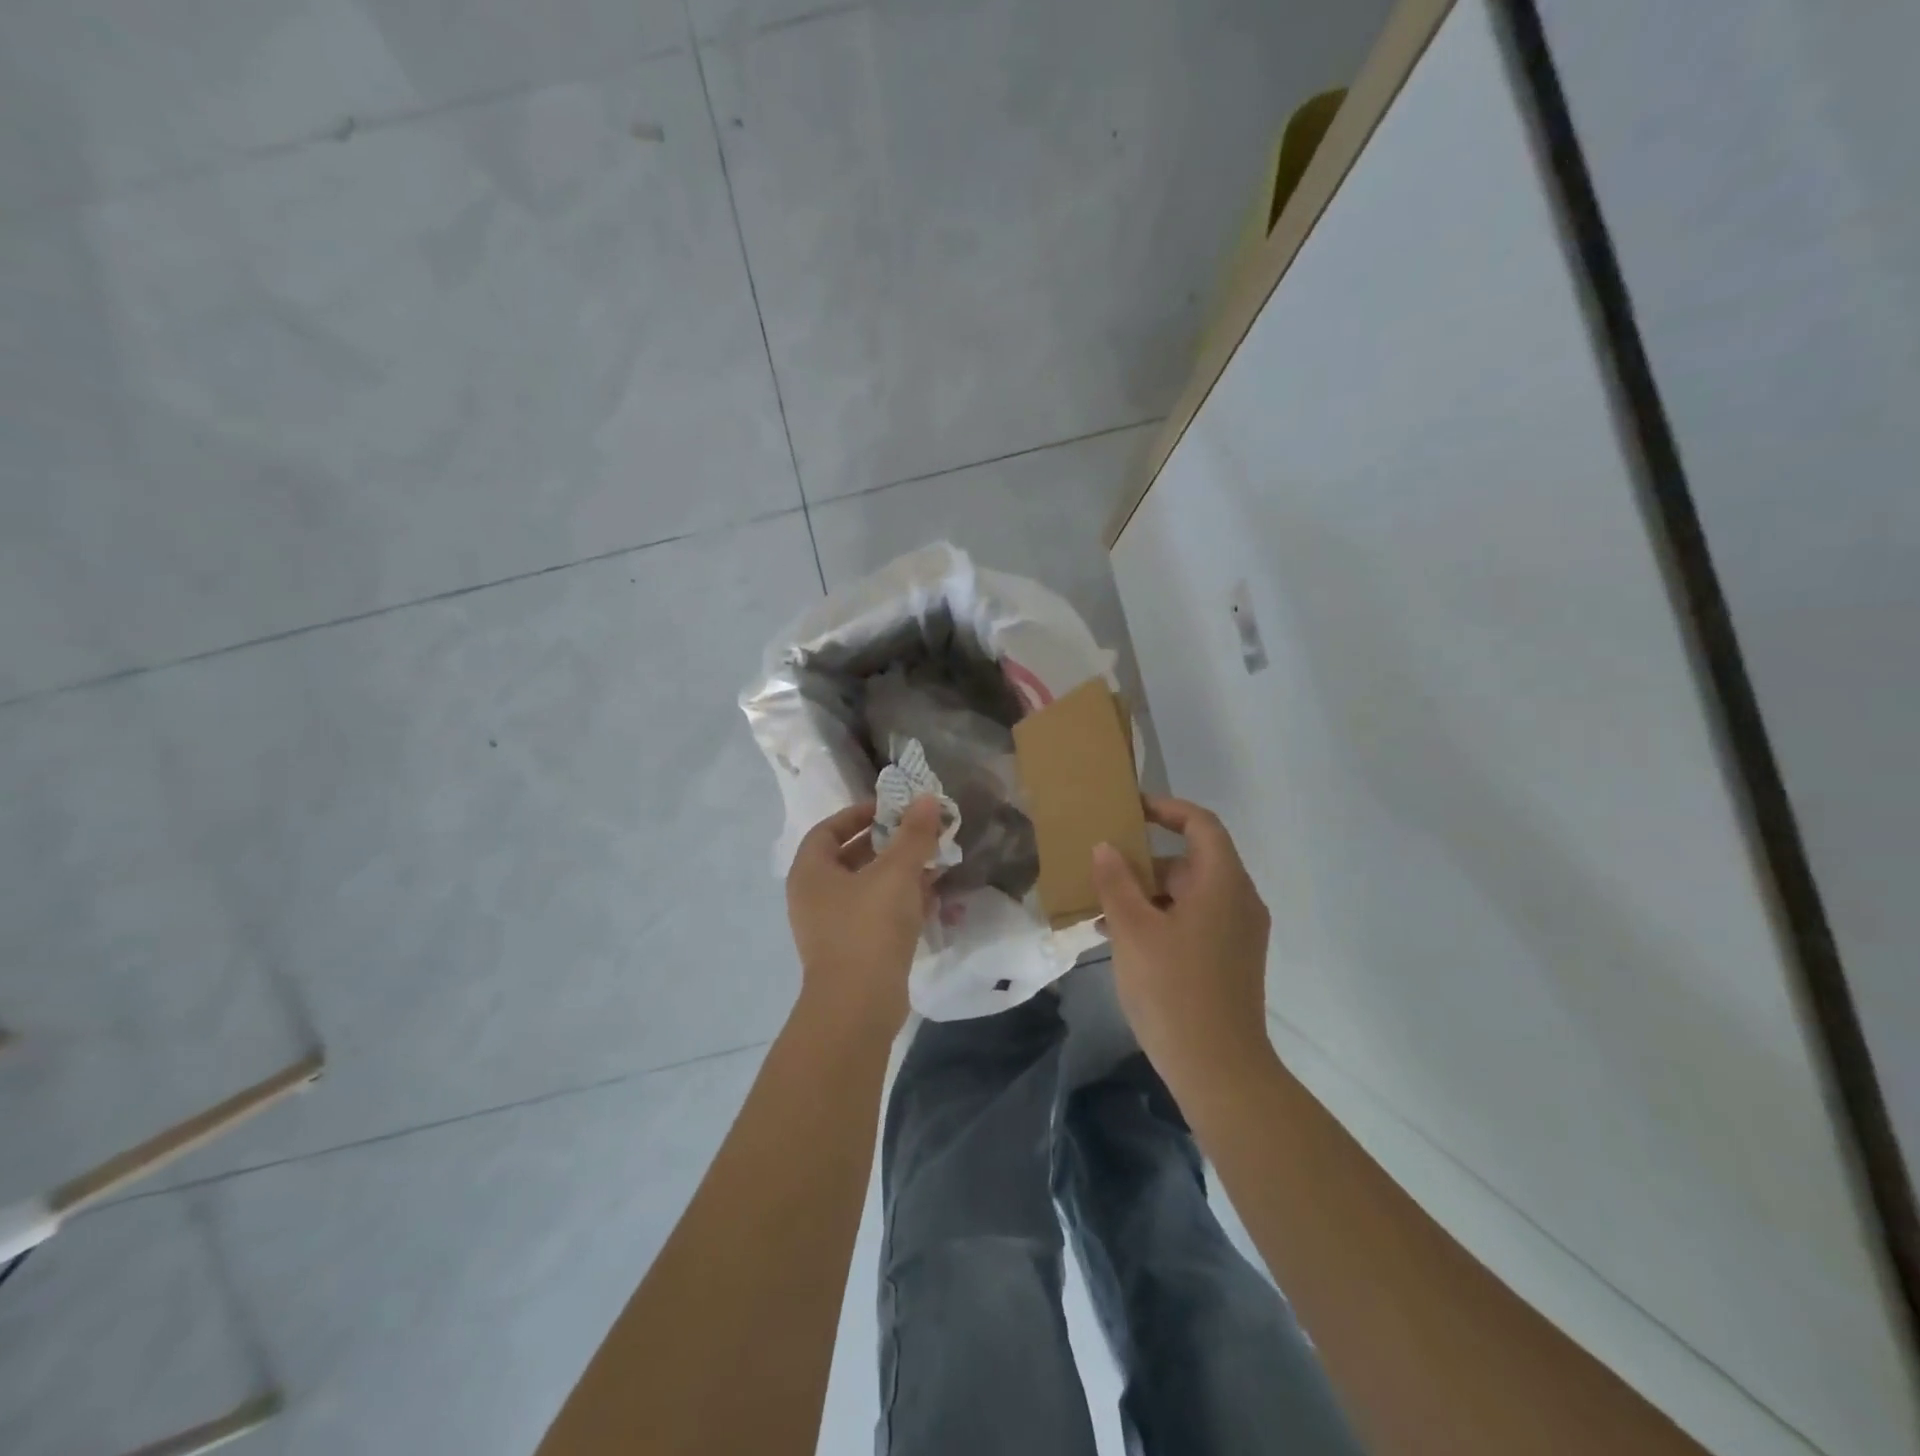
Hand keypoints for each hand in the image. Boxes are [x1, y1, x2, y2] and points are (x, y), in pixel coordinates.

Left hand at [785, 797, 943, 1043]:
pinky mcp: (851, 951)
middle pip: (849, 857)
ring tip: (933, 864)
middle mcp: (813, 897)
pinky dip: (898, 903)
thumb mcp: (896, 872)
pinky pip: (874, 915)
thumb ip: (913, 834)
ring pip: (866, 888)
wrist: (858, 1006)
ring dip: (898, 874)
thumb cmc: (869, 927)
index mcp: (811, 871)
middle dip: (887, 844)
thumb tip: (926, 798)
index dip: (858, 814)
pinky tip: (930, 899)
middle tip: (920, 835)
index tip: (891, 810)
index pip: (829, 829)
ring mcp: (830, 927)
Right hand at [1091, 795, 1274, 1085]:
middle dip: (1145, 861)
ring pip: (1189, 895)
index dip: (1166, 808)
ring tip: (1102, 908)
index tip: (1130, 809)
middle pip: (1192, 861)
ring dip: (1148, 894)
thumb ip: (1116, 882)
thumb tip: (1106, 847)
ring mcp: (1238, 934)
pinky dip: (1162, 919)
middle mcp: (1239, 901)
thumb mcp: (1133, 929)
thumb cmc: (1173, 988)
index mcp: (1223, 883)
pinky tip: (1123, 940)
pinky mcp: (1231, 960)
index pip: (1201, 824)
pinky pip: (1195, 921)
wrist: (1219, 1070)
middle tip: (1102, 867)